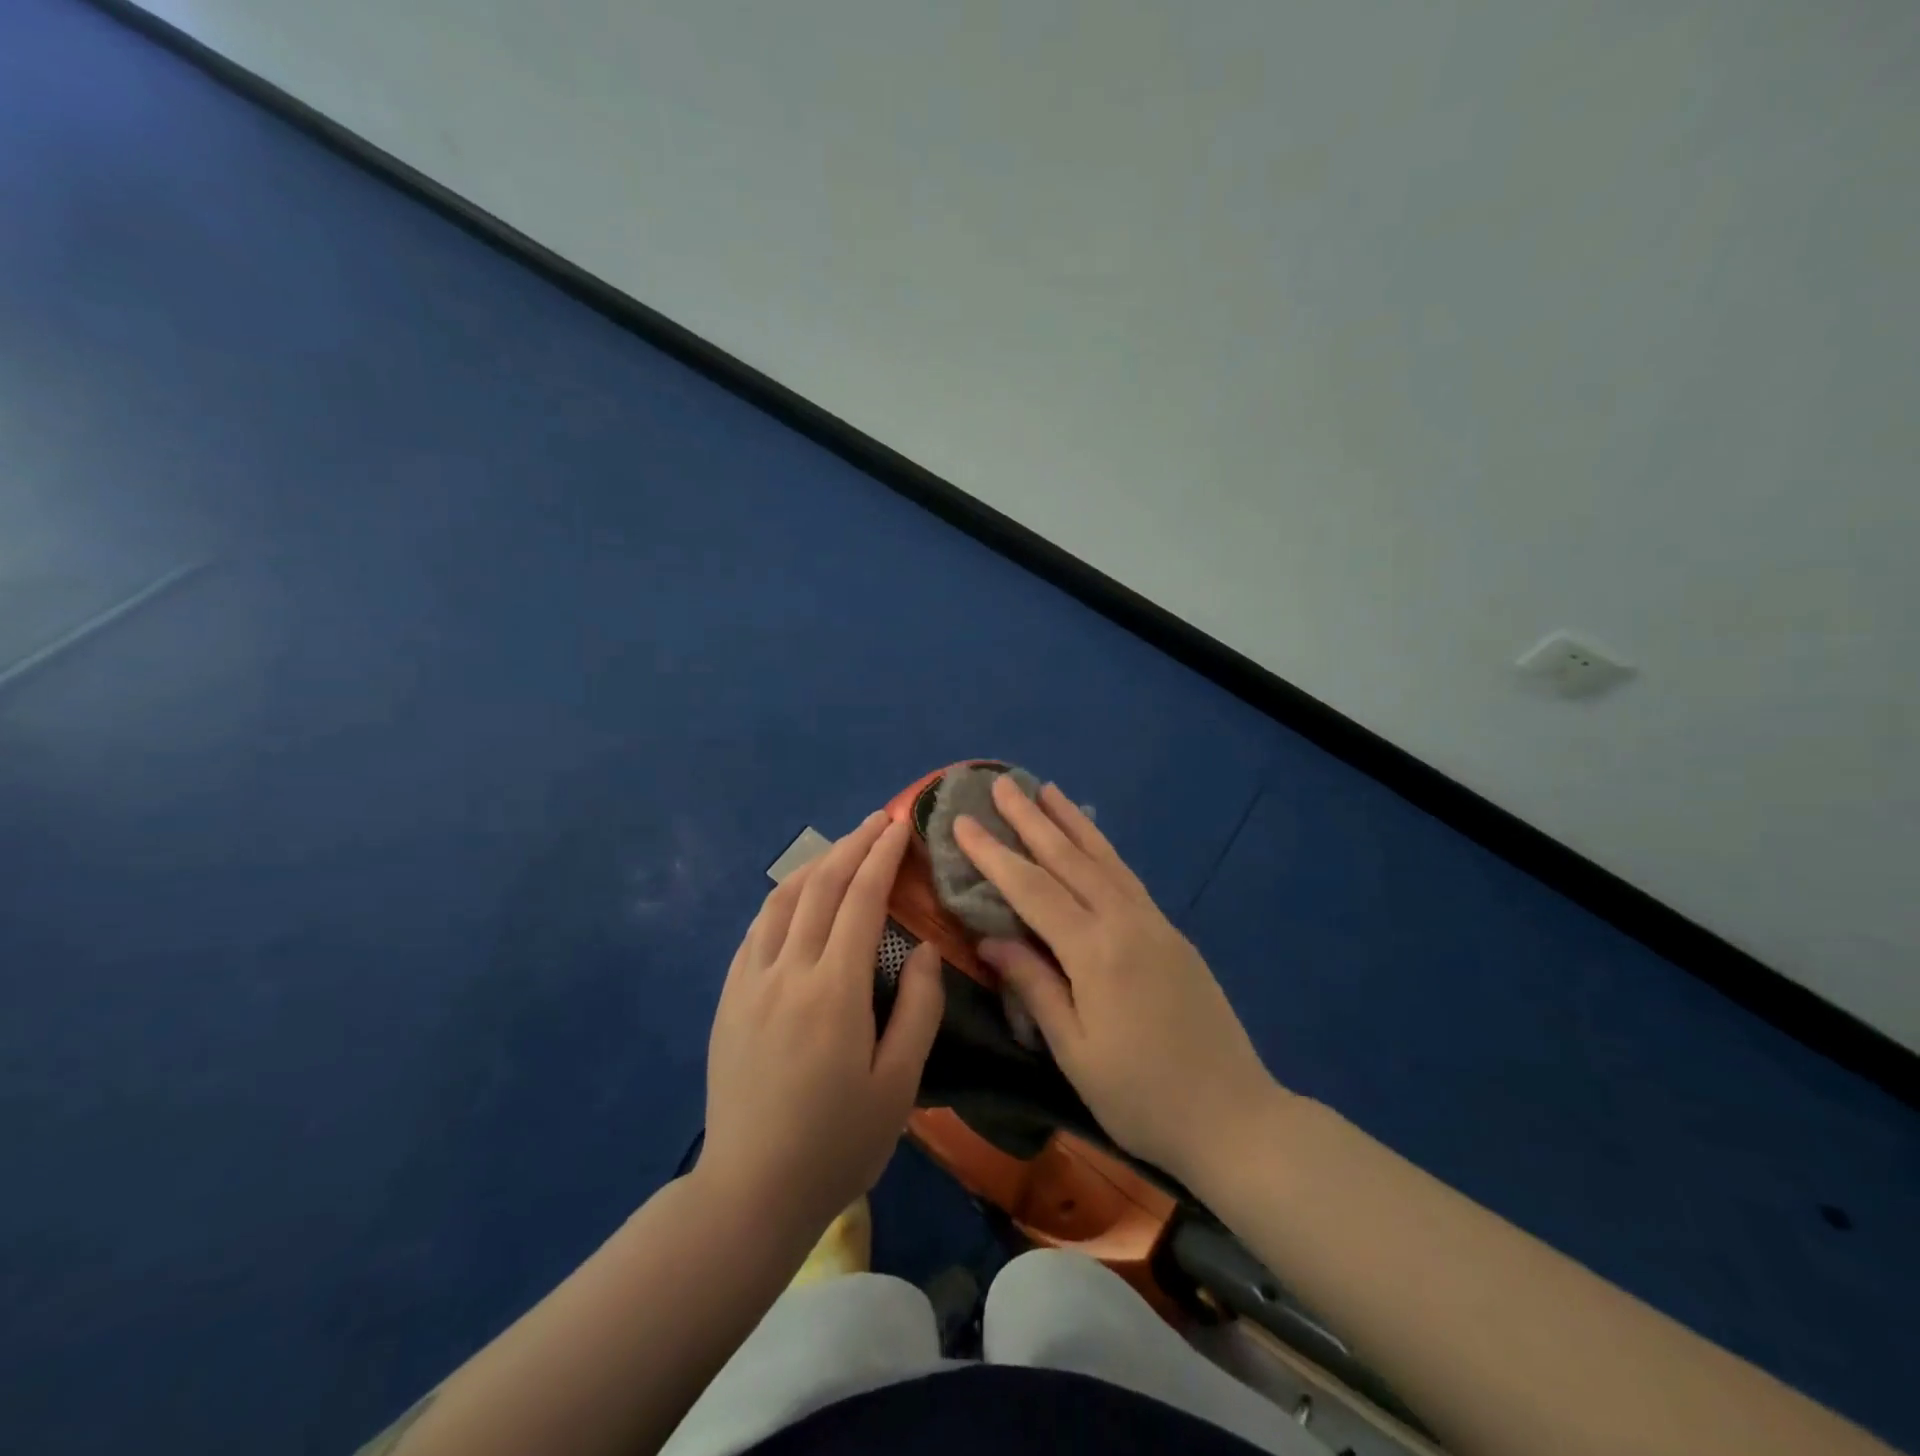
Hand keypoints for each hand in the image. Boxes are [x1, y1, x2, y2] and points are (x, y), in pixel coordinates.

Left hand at [700, 813, 943, 1241]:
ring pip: (781, 900)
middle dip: (852, 846)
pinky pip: (757, 929)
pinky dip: (783, 899)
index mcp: (834, 990)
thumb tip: (922, 948)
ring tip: (842, 849)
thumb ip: (918, 1008)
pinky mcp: (728, 998)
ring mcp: (750, 982)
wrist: (749, 1192)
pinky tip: (797, 897)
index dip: (882, 856)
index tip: (899, 825)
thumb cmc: (837, 1144)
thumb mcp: (899, 1085)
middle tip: (878, 820)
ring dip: (815, 865)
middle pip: (820, 887)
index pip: (860, 900)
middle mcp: (787, 971)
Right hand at [955, 779, 1283, 1186]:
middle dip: (1031, 819)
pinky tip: (1090, 841)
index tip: (963, 823)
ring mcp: (1154, 923)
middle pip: (1069, 859)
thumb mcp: (1075, 1051)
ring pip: (1104, 858)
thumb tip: (991, 937)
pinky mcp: (1172, 933)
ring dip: (1071, 821)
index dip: (993, 855)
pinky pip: (1127, 876)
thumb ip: (1034, 986)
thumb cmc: (1142, 1097)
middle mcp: (1125, 922)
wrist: (1234, 1117)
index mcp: (1096, 951)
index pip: (1032, 889)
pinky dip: (1102, 848)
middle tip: (1001, 784)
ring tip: (1047, 790)